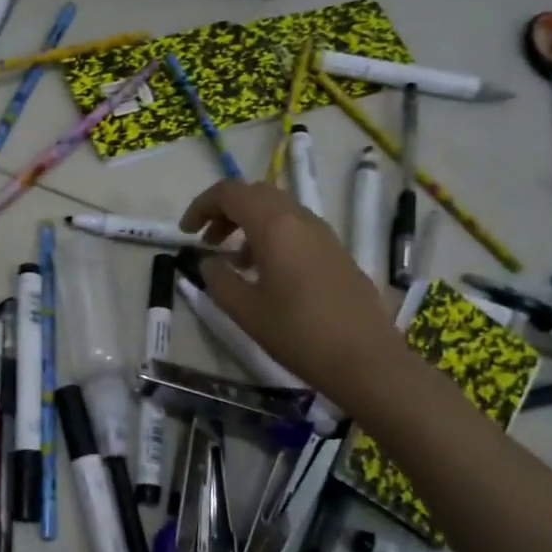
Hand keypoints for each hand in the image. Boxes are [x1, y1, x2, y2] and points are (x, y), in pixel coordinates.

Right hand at [180, 179, 404, 404]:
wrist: (364, 359)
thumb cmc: (297, 332)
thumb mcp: (244, 309)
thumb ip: (219, 279)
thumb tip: (210, 262)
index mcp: (275, 225)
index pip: (230, 192)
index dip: (202, 205)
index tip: (186, 232)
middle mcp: (301, 219)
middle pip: (256, 194)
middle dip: (226, 211)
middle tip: (207, 240)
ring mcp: (324, 234)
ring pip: (278, 211)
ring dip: (250, 225)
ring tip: (234, 262)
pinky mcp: (337, 253)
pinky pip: (296, 230)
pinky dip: (272, 238)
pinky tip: (266, 274)